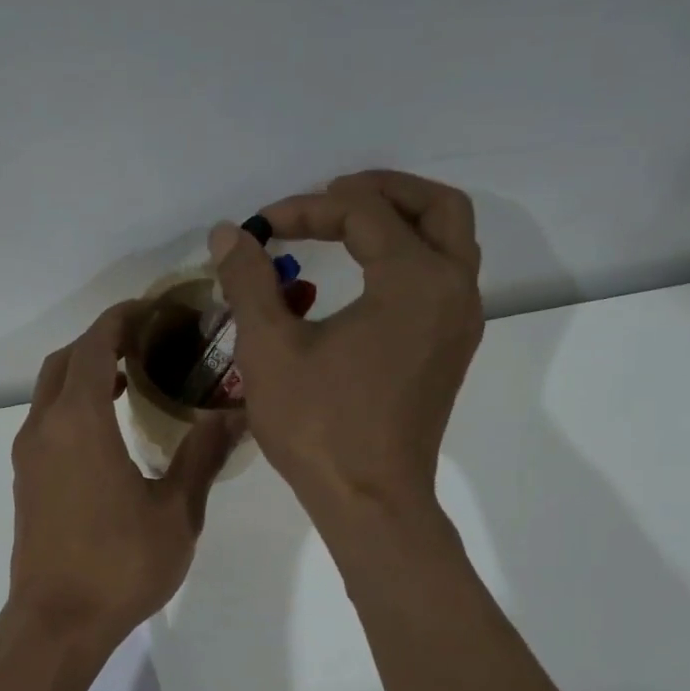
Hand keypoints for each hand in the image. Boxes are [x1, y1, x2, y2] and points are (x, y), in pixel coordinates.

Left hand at [8, 302, 241, 647]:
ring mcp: (29, 454)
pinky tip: (109, 426)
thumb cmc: (119, 565)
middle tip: (147, 341)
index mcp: (79, 422)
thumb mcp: (176, 512)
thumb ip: (202, 456)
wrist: (56, 623)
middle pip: (65, 361)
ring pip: (50, 390)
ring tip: (132, 376)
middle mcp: (45, 427)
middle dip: (101, 340)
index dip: (122, 319)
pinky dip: (74, 403)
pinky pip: (47, 419)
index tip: (155, 309)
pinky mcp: (26, 479)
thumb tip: (232, 415)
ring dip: (85, 372)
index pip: (94, 345)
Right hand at [210, 170, 482, 521]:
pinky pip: (444, 277)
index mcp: (415, 281)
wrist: (370, 499)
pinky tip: (364, 277)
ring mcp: (460, 322)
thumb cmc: (319, 426)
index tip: (261, 227)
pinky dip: (411, 256)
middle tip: (329, 196)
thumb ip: (250, 282)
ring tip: (348, 226)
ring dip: (402, 220)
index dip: (306, 209)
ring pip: (449, 241)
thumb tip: (230, 234)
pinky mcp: (451, 349)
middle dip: (380, 191)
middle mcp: (453, 290)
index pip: (363, 213)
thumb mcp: (270, 349)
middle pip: (435, 208)